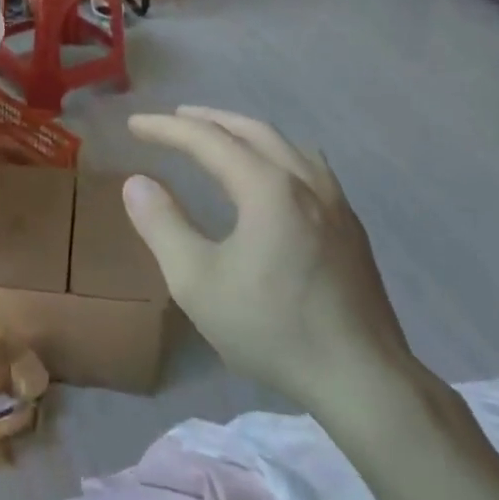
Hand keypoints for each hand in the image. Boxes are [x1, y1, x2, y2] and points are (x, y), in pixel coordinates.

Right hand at [121, 106, 419, 418]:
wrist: (363, 380)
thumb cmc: (271, 328)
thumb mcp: (197, 282)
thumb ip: (162, 226)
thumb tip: (137, 183)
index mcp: (267, 188)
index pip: (207, 140)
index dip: (166, 129)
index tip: (135, 125)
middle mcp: (305, 181)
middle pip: (252, 130)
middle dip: (208, 119)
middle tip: (174, 119)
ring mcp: (336, 202)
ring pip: (285, 145)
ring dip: (244, 132)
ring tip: (219, 137)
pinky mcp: (350, 227)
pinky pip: (307, 166)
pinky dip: (274, 153)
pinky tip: (271, 176)